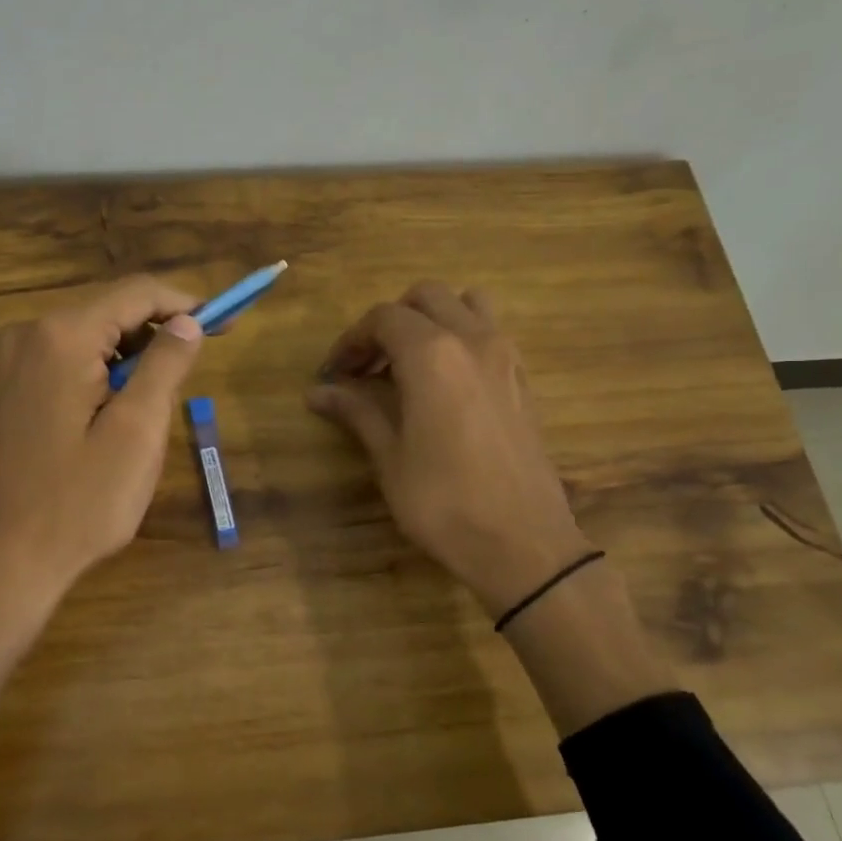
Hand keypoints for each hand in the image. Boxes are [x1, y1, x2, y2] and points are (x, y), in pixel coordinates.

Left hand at [0, 277, 205, 774]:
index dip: (187, 304)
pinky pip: (59, 360)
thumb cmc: (80, 503)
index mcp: (60, 337)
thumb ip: (165, 365)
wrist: (3, 563)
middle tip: (197, 364)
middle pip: (107, 311)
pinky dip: (96, 370)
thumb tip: (188, 321)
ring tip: (156, 397)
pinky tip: (112, 409)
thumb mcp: (138, 433)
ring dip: (128, 354)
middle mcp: (24, 335)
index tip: (227, 323)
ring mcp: (4, 362)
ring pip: (84, 336)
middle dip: (158, 331)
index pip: (136, 293)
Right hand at [306, 283, 592, 616]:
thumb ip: (356, 411)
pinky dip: (461, 338)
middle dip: (391, 321)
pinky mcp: (524, 379)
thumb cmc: (444, 501)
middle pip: (426, 297)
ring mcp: (506, 356)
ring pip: (467, 305)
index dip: (351, 340)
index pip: (383, 318)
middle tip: (369, 365)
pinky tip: (445, 384)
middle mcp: (472, 339)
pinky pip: (490, 333)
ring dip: (433, 319)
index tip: (333, 372)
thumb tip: (317, 392)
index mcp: (432, 353)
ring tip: (409, 362)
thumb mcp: (390, 457)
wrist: (523, 543)